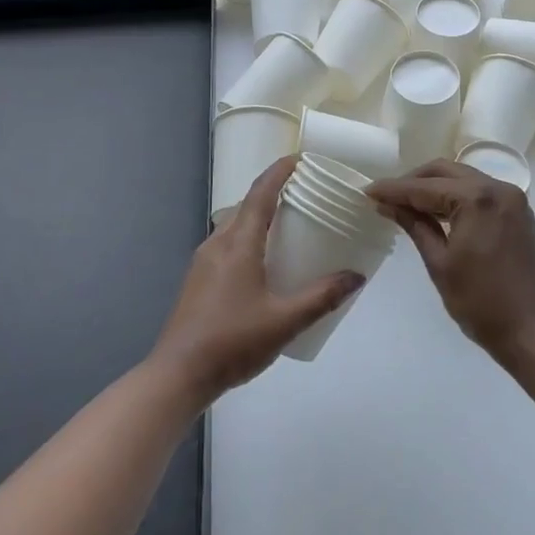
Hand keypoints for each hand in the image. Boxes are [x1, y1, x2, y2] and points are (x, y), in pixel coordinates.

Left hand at [149, 156, 363, 406]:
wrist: (177, 376)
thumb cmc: (232, 342)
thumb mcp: (285, 321)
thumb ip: (322, 297)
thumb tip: (357, 276)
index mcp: (238, 244)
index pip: (260, 193)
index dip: (280, 171)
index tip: (301, 158)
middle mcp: (218, 244)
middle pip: (246, 205)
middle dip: (273, 192)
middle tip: (304, 194)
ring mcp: (203, 262)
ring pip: (234, 225)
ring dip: (259, 216)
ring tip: (288, 225)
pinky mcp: (198, 280)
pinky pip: (227, 244)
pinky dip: (248, 237)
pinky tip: (264, 261)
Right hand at [368, 160, 534, 365]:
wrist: (533, 331)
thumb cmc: (481, 303)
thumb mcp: (440, 263)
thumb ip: (415, 226)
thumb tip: (388, 205)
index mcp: (477, 198)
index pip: (425, 188)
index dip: (394, 190)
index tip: (368, 191)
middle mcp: (498, 187)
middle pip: (446, 172)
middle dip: (414, 181)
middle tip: (387, 197)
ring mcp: (512, 198)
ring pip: (464, 178)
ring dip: (435, 187)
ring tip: (407, 204)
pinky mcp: (518, 211)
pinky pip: (480, 191)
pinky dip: (457, 196)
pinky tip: (437, 211)